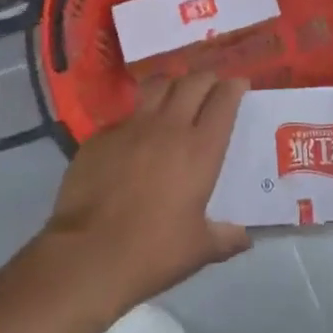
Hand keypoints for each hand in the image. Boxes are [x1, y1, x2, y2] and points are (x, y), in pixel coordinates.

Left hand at [42, 71, 249, 315]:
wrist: (88, 254)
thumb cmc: (152, 252)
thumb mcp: (199, 250)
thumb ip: (225, 238)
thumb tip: (245, 238)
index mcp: (200, 149)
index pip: (223, 101)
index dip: (234, 87)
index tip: (239, 84)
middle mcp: (169, 126)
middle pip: (193, 83)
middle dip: (207, 78)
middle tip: (212, 85)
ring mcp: (132, 126)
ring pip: (158, 87)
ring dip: (173, 84)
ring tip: (177, 93)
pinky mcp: (102, 135)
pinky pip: (127, 114)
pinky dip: (139, 115)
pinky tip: (137, 134)